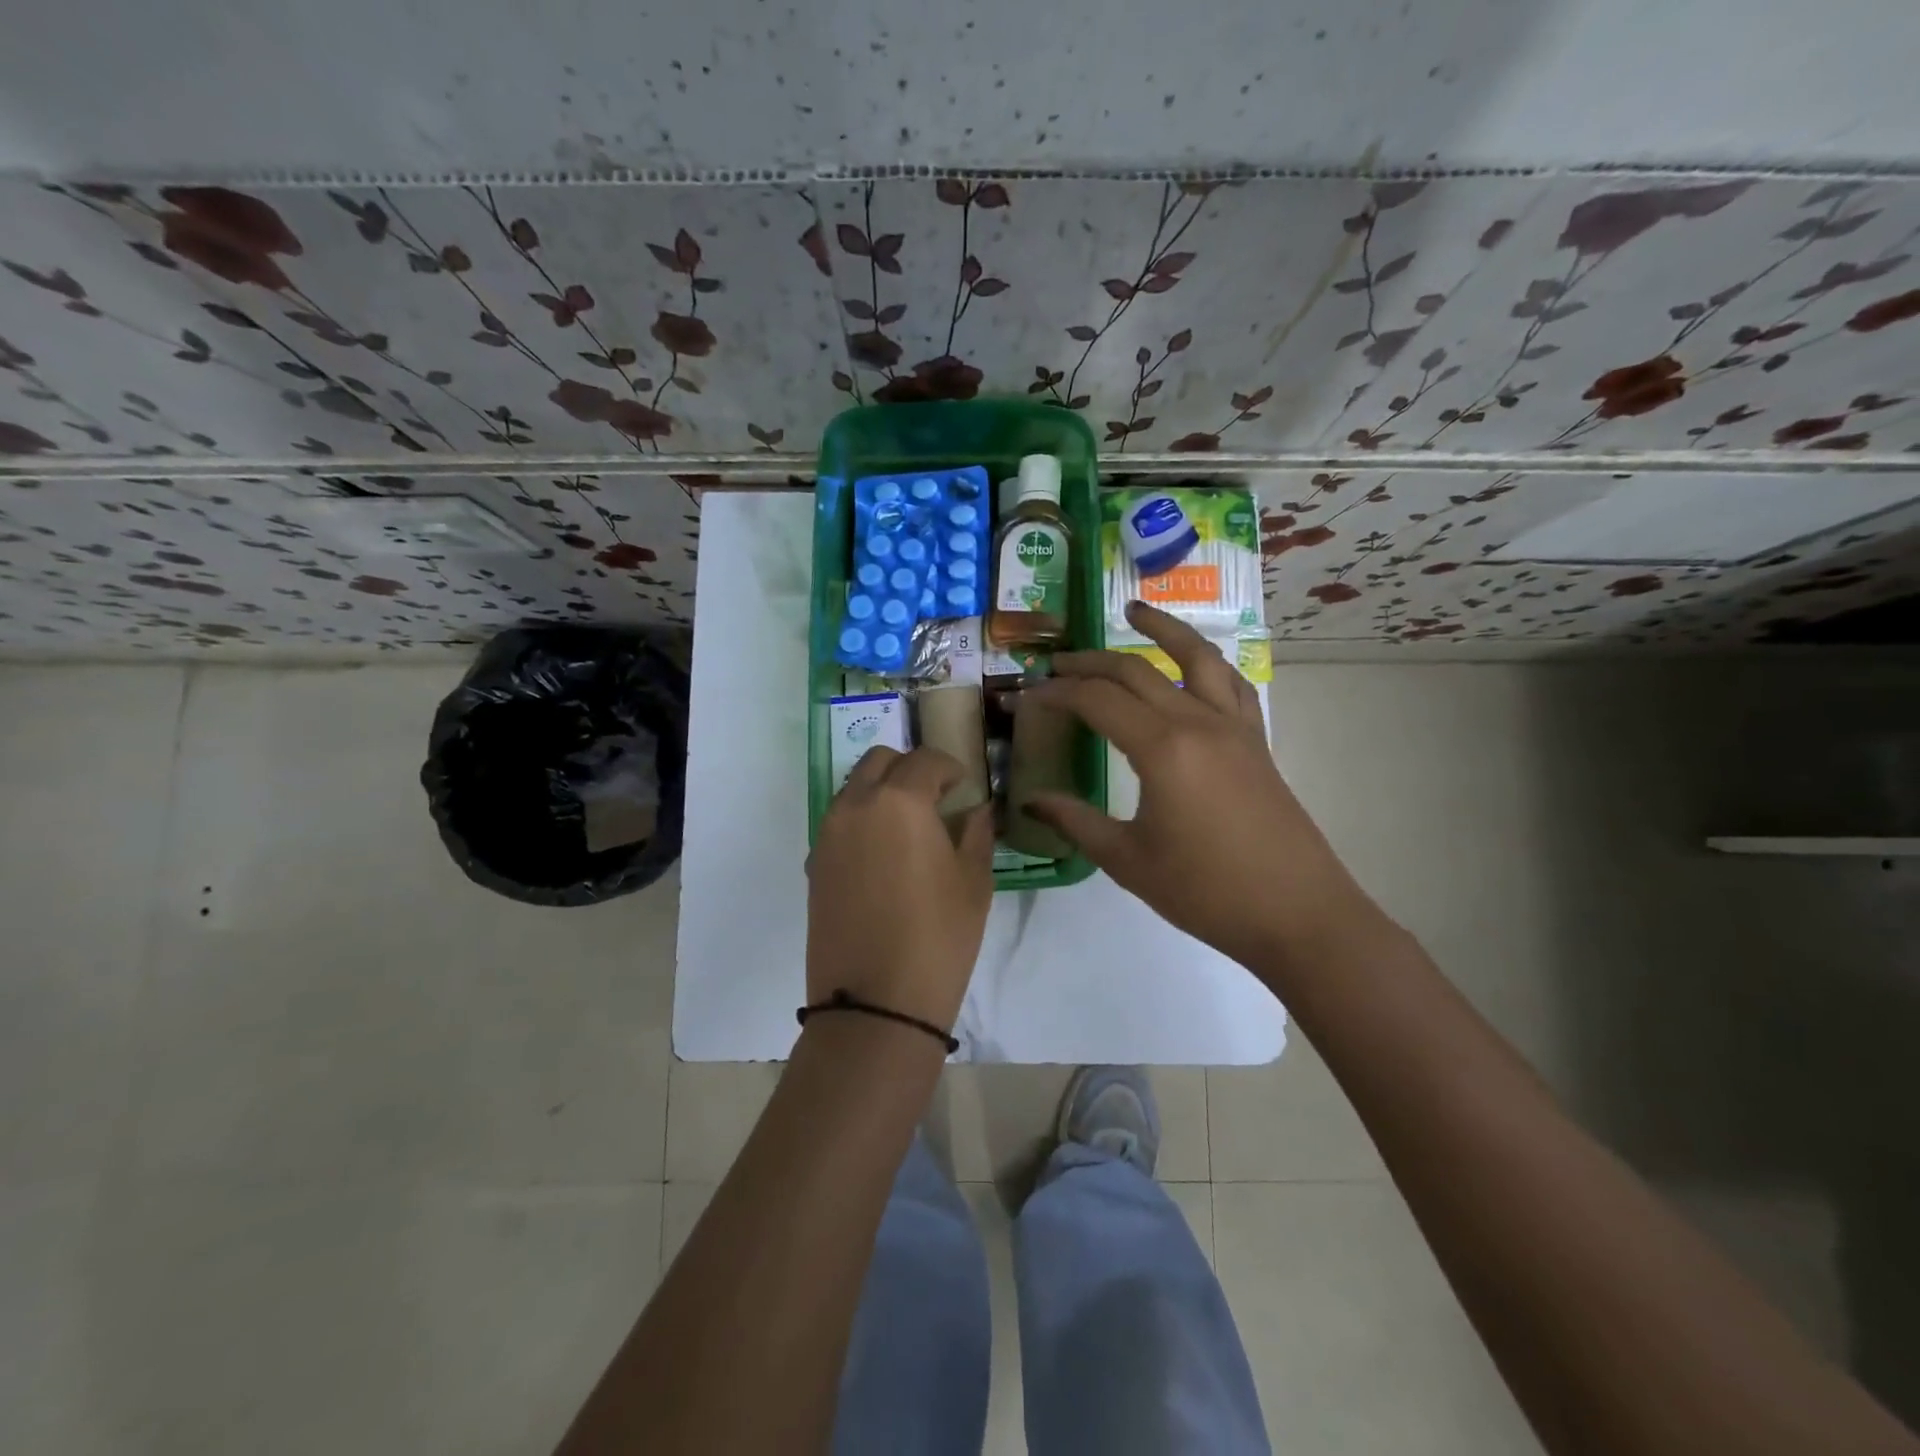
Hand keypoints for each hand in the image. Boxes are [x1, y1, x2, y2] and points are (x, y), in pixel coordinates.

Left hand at [807, 747, 995, 1032]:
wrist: (874, 1004)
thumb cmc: (938, 938)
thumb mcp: (973, 883)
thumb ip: (977, 833)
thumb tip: (977, 810)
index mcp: (899, 801)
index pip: (924, 760)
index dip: (949, 767)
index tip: (964, 786)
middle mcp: (855, 806)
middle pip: (879, 761)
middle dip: (909, 768)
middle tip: (935, 797)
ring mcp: (828, 835)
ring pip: (853, 789)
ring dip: (881, 792)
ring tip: (909, 826)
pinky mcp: (814, 864)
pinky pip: (839, 822)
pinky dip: (861, 821)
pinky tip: (883, 856)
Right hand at [1023, 601, 1372, 967]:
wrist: (1298, 914)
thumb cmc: (1206, 892)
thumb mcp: (1128, 860)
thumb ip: (1075, 822)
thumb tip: (1030, 800)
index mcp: (1162, 748)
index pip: (1096, 701)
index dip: (1055, 693)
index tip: (1025, 697)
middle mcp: (1197, 721)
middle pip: (1134, 671)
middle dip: (1088, 663)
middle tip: (1053, 665)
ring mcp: (1233, 726)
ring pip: (1195, 657)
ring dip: (1162, 629)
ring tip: (1134, 610)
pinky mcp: (1256, 740)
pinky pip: (1230, 684)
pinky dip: (1207, 663)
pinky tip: (1195, 662)